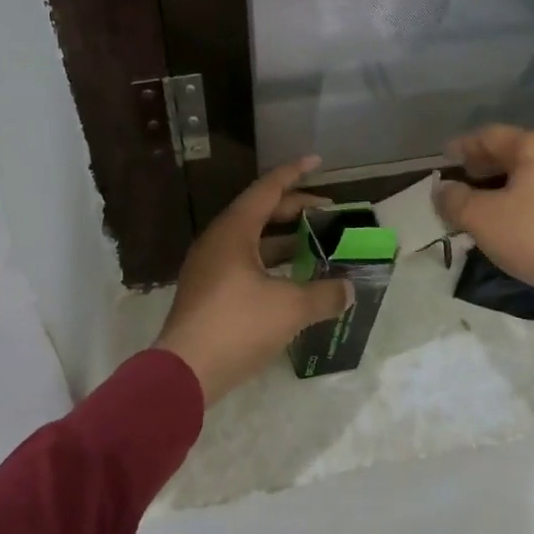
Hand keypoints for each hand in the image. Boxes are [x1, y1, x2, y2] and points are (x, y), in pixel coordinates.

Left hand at [156, 157, 353, 405]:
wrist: (185, 372)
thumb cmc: (237, 326)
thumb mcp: (290, 308)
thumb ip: (324, 295)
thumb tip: (349, 289)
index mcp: (234, 231)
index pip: (268, 189)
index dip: (294, 173)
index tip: (317, 160)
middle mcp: (218, 241)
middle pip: (260, 212)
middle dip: (295, 208)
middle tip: (328, 211)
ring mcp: (209, 266)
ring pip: (252, 240)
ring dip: (284, 239)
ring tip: (316, 243)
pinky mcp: (208, 291)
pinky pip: (244, 262)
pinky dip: (271, 262)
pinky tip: (292, 278)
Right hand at [433, 126, 533, 375]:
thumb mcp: (482, 219)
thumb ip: (455, 200)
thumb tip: (442, 189)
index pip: (492, 135)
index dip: (464, 145)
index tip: (445, 156)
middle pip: (519, 151)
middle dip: (489, 164)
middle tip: (465, 177)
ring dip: (512, 183)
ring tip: (490, 201)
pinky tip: (523, 219)